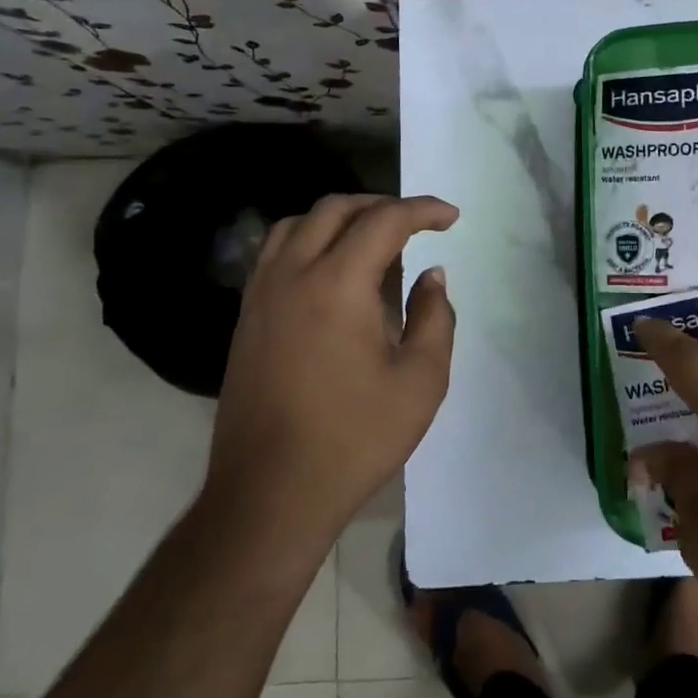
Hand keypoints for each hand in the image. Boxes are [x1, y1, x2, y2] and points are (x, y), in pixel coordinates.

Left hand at [206, 194, 456, 566]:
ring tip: (373, 241)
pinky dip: (310, 241)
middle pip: (336, 209)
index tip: (451, 217)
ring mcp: (261, 295)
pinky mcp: (246, 317)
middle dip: (382, 205)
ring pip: (298, 224)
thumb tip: (431, 276)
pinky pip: (276, 253)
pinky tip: (332, 272)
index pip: (384, 221)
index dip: (422, 210)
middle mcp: (292, 275)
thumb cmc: (355, 438)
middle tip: (416, 224)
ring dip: (340, 218)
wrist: (270, 492)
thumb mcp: (421, 380)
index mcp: (337, 285)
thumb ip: (434, 317)